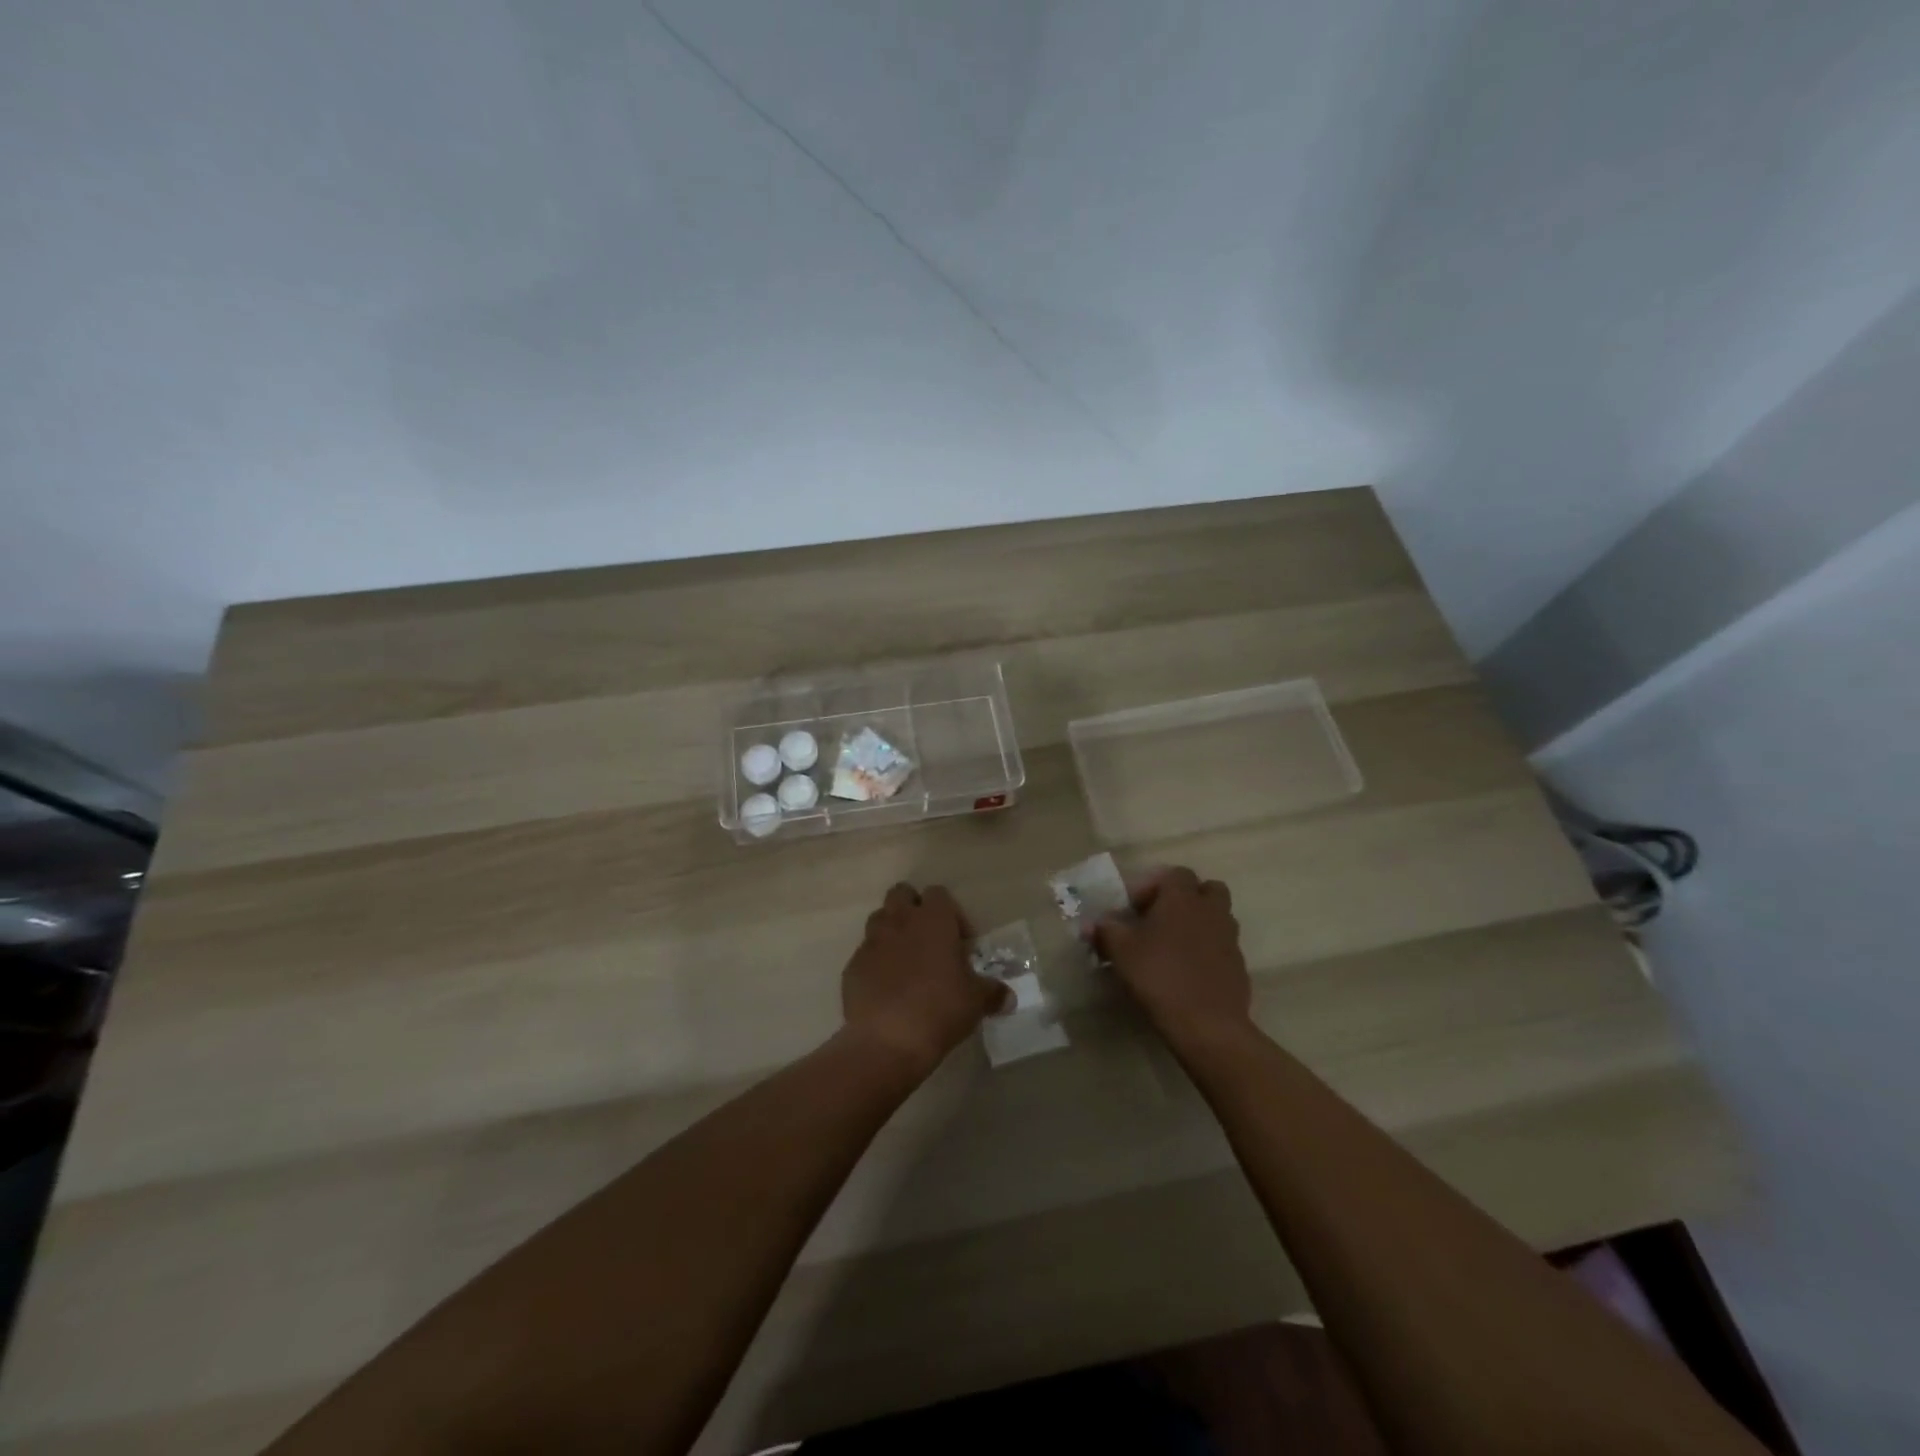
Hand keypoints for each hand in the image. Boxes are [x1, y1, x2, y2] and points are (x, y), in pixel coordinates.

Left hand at [842, 883, 1009, 1076]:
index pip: (939, 894)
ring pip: (880, 919)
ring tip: (907, 962)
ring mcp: (871, 942)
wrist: (888, 1040)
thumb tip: (1008, 997)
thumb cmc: (940, 1009)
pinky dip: (876, 962)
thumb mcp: (976, 1002)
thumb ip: (992, 993)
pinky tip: (887, 988)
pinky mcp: (853, 966)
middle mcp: (899, 921)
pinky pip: (866, 953)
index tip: (961, 942)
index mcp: (933, 920)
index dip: (952, 913)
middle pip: (902, 894)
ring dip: (893, 931)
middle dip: (914, 908)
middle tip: (929, 940)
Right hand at [1091, 867, 1252, 1048]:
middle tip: (1161, 919)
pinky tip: (1188, 972)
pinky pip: (1222, 947)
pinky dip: (1208, 951)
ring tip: (1173, 946)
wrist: (1207, 1024)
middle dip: (1186, 898)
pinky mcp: (1238, 966)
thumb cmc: (1159, 975)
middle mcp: (1211, 910)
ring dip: (1199, 923)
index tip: (1134, 909)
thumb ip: (1106, 931)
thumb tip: (1091, 924)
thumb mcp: (1121, 951)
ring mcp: (1229, 938)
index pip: (1175, 873)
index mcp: (1183, 898)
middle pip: (1207, 889)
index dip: (1153, 886)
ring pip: (1218, 917)